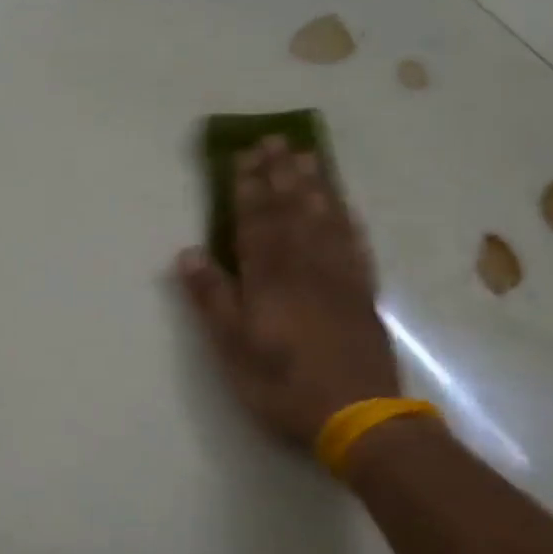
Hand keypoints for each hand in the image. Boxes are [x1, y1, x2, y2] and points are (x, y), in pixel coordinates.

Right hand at [177, 137, 400, 447]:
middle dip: (280, 174)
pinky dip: (348, 219)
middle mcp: (306, 266)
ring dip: (315, 185)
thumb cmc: (283, 385)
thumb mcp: (233, 349)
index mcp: (269, 278)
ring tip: (308, 155)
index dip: (248, 187)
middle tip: (275, 139)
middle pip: (292, 210)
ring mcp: (340, 277)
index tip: (243, 155)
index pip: (255, 222)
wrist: (358, 414)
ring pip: (326, 219)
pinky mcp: (364, 294)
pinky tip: (344, 206)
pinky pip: (355, 243)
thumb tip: (189, 253)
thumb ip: (212, 299)